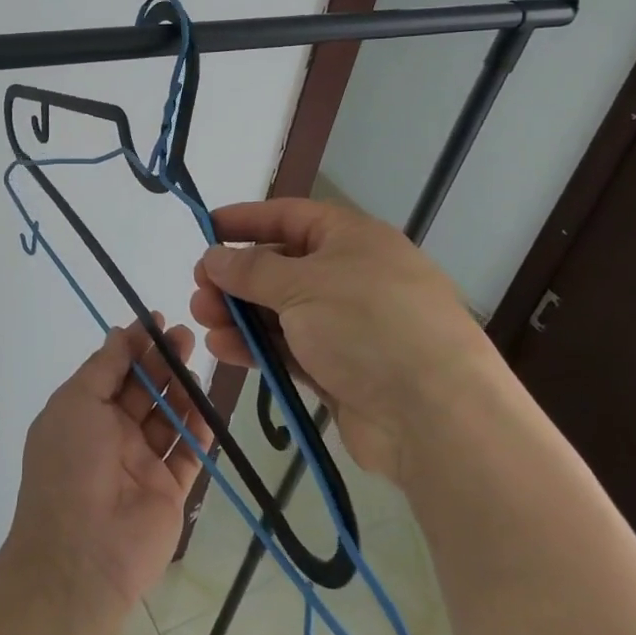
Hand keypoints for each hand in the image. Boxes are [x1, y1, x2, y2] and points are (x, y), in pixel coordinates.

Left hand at [4, 318, 213, 618]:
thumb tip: (120, 332)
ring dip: (182, 390)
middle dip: (163, 361)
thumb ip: (104, 367)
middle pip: (144, 390)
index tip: (158, 321)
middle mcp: (112, 435)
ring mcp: (141, 464)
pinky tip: (207, 408)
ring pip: (168, 418)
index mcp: (84, 413)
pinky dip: (199, 431)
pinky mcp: (169, 492)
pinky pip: (188, 454)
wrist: (81, 554)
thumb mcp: (76, 402)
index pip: (114, 370)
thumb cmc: (70, 464)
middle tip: (185, 336)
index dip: (135, 345)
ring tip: (196, 365)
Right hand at [189, 198, 493, 481]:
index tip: (206, 228)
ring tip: (202, 320)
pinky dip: (258, 347)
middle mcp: (352, 276)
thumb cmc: (368, 325)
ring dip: (240, 314)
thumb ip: (251, 270)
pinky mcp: (343, 370)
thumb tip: (214, 256)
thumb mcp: (302, 285)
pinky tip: (223, 349)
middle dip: (237, 277)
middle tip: (199, 289)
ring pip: (282, 311)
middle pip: (282, 267)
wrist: (436, 417)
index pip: (290, 217)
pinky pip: (291, 348)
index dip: (246, 220)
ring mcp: (349, 326)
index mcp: (353, 239)